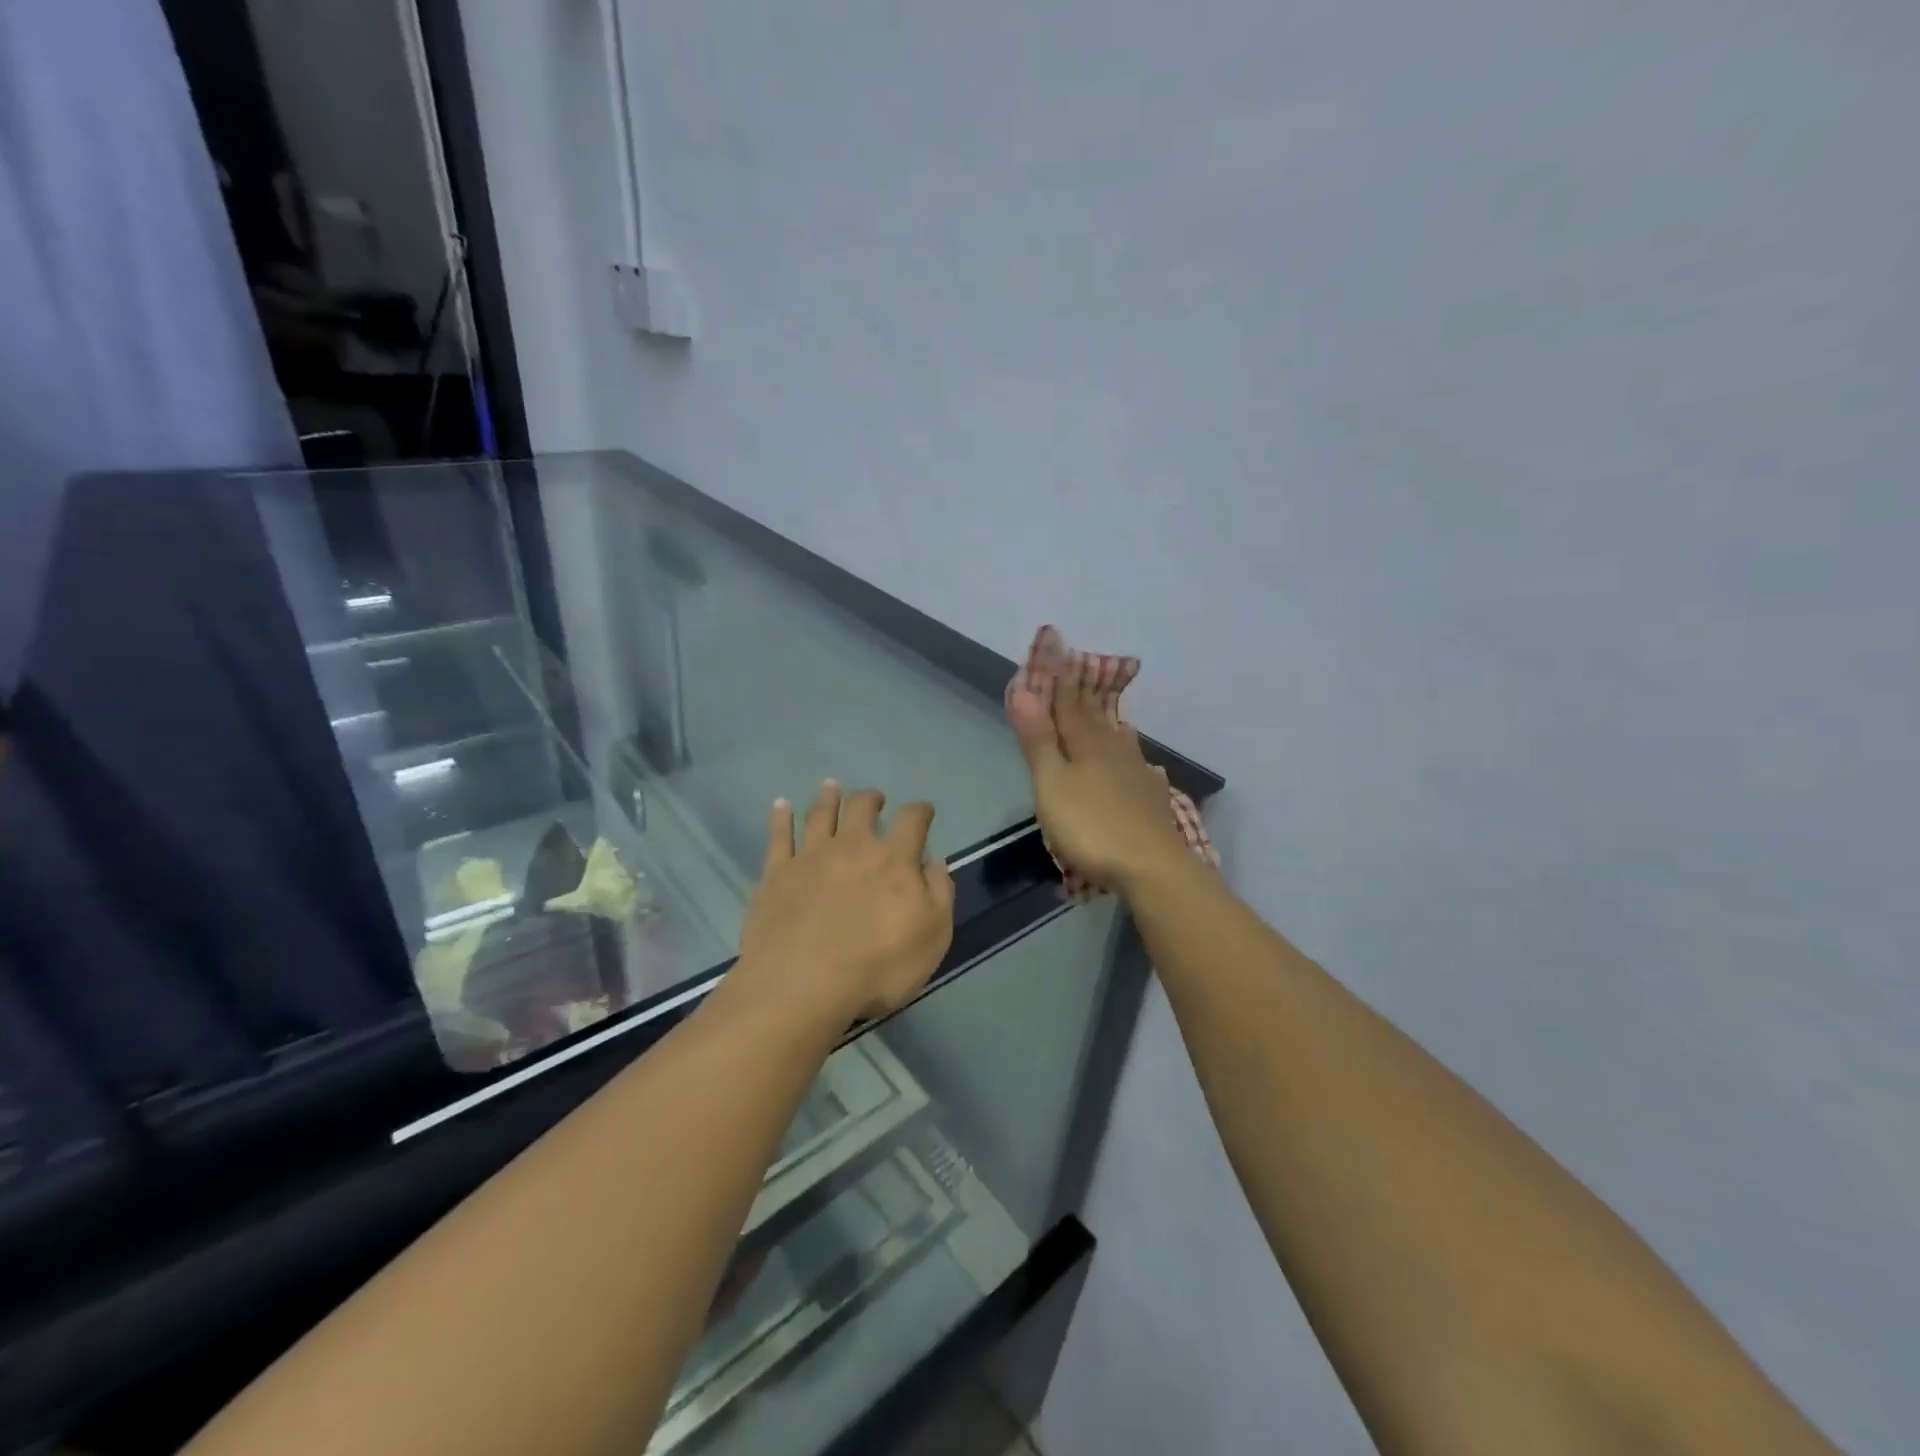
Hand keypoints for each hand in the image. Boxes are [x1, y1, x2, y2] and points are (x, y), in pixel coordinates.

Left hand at [737, 782, 955, 1023]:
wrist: (803, 984)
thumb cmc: (878, 966)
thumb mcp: (933, 936)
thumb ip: (939, 894)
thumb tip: (935, 862)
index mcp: (894, 860)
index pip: (912, 821)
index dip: (921, 811)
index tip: (924, 811)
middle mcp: (853, 847)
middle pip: (862, 808)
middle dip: (871, 798)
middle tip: (875, 797)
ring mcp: (810, 857)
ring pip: (820, 814)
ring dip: (828, 797)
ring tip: (831, 786)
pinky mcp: (776, 873)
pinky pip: (778, 836)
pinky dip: (780, 817)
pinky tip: (781, 805)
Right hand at [1008, 657, 1192, 894]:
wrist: (1152, 867)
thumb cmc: (1091, 826)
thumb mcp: (1052, 784)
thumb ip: (1039, 740)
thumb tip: (1024, 691)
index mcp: (1087, 744)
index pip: (1067, 702)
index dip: (1058, 676)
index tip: (1055, 646)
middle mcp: (1115, 750)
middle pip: (1094, 718)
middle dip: (1081, 696)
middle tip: (1077, 673)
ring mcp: (1138, 774)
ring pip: (1120, 741)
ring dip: (1109, 725)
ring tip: (1109, 716)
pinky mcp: (1153, 799)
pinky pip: (1140, 769)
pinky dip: (1134, 760)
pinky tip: (1144, 766)